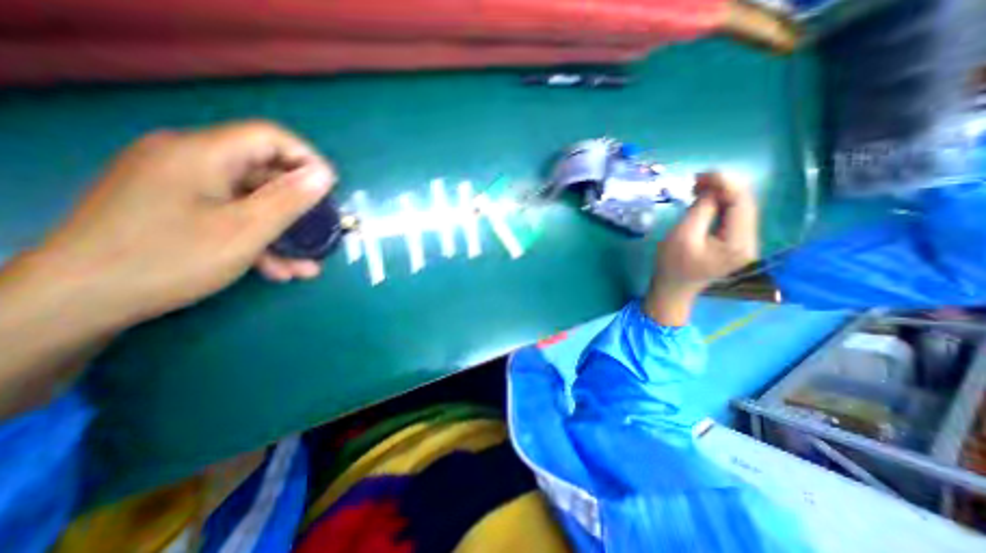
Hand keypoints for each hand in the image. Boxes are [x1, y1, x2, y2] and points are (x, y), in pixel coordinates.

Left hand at [0, 121, 331, 413]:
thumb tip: (325, 175)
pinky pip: (231, 216)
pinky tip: (276, 269)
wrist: (80, 301)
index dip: (307, 160)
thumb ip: (290, 199)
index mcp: (202, 153)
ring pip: (251, 202)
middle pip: (263, 174)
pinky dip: (257, 239)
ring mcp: (182, 187)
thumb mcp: (246, 229)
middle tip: (322, 233)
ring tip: (305, 266)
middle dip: (299, 208)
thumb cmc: (172, 258)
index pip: (270, 137)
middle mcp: (190, 161)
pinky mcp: (177, 209)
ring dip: (283, 233)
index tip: (331, 191)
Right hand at [644, 172, 755, 324]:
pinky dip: (720, 204)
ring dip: (721, 194)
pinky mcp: (735, 243)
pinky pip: (732, 217)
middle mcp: (750, 242)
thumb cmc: (672, 264)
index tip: (703, 173)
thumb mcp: (682, 235)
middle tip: (698, 178)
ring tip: (699, 185)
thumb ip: (701, 209)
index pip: (742, 203)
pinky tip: (706, 199)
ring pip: (739, 209)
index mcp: (739, 243)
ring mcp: (745, 243)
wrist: (673, 288)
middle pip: (745, 204)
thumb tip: (711, 188)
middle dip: (724, 186)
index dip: (726, 183)